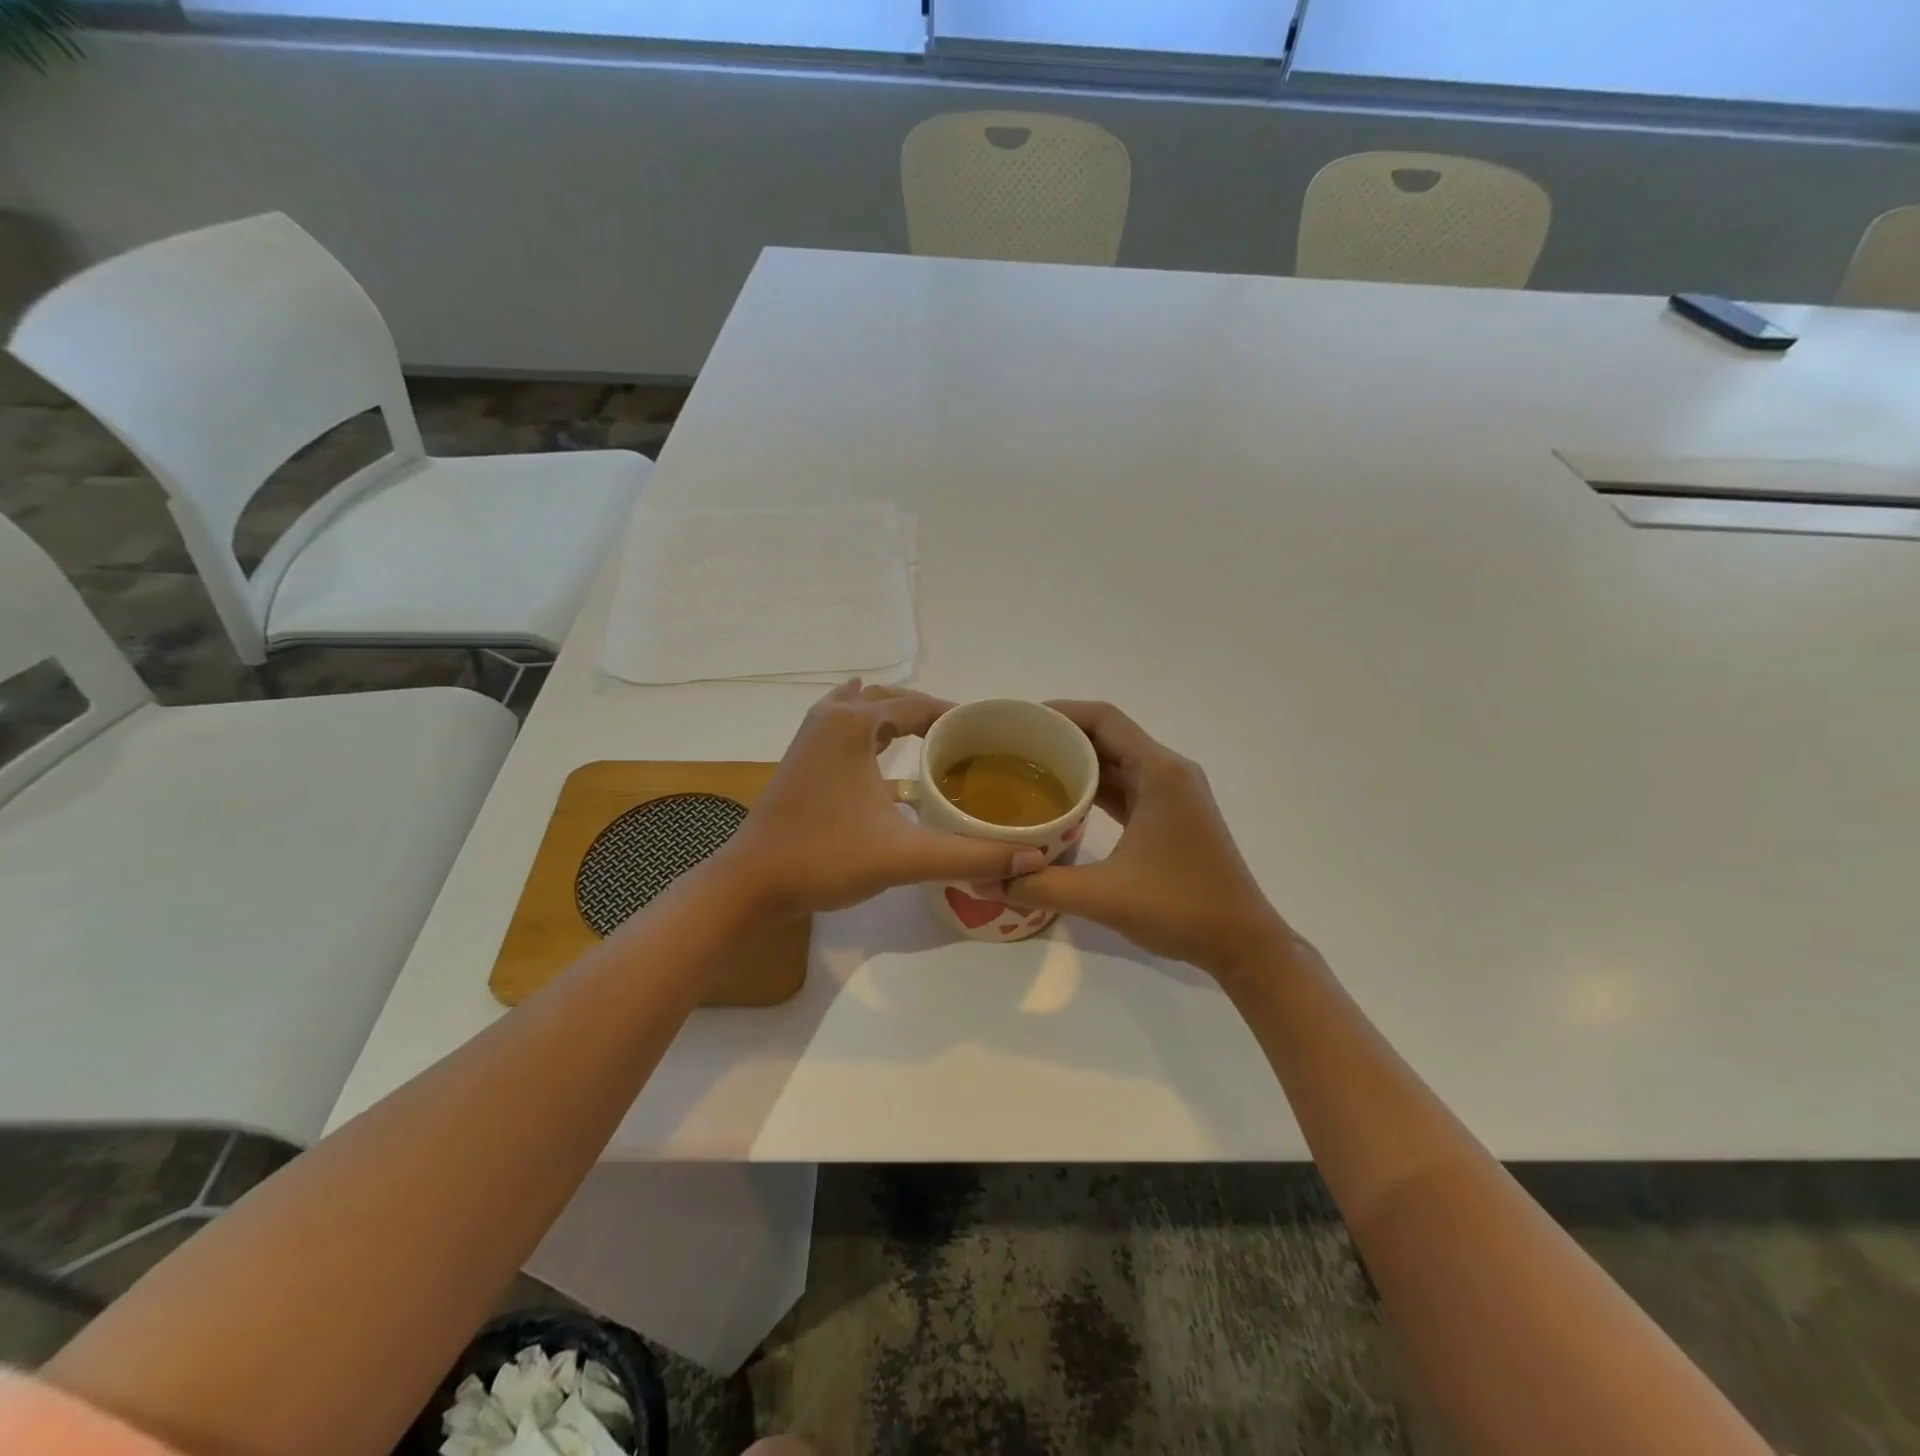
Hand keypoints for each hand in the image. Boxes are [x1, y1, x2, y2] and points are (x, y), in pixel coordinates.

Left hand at [718, 682, 1047, 915]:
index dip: (958, 718)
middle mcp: (831, 717)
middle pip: (893, 700)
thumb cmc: (826, 858)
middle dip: (930, 714)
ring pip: (863, 707)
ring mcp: (810, 735)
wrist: (751, 883)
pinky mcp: (800, 757)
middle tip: (967, 742)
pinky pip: (843, 722)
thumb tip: (1032, 858)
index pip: (921, 706)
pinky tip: (875, 733)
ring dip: (898, 715)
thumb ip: (971, 855)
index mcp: (855, 724)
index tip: (990, 736)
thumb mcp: (905, 856)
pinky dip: (867, 722)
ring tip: (934, 737)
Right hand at [1002, 702, 1289, 980]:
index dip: (1060, 712)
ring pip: (1117, 762)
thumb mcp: (1103, 896)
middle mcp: (1169, 772)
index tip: (1019, 721)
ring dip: (1078, 762)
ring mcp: (1173, 795)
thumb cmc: (1180, 908)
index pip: (1103, 719)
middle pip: (1108, 736)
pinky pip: (1126, 787)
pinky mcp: (1172, 816)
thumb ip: (1040, 884)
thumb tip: (986, 879)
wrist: (1243, 943)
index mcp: (1159, 772)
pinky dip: (1095, 788)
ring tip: (1028, 770)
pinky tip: (1062, 802)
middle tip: (1013, 748)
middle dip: (1062, 736)